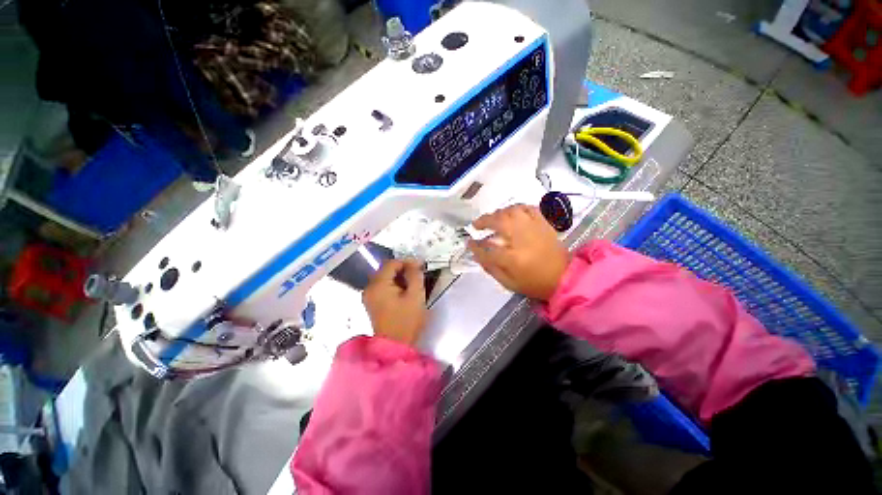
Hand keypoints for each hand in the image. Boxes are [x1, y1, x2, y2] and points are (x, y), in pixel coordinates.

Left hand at [363, 259, 426, 345]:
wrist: (395, 346)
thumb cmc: (407, 320)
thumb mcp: (416, 295)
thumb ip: (415, 275)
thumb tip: (414, 262)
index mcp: (378, 284)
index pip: (392, 263)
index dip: (407, 261)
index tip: (421, 266)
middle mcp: (370, 287)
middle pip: (386, 269)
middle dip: (403, 269)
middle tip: (418, 273)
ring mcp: (369, 296)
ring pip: (385, 278)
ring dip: (399, 276)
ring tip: (413, 282)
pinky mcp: (372, 303)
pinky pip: (382, 286)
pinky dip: (393, 284)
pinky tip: (404, 291)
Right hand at [468, 205, 569, 300]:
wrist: (564, 278)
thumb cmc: (534, 283)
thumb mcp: (509, 283)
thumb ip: (491, 268)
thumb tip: (477, 254)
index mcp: (513, 259)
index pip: (487, 249)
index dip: (475, 246)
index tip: (469, 243)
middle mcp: (522, 239)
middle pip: (499, 222)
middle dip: (484, 221)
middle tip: (477, 225)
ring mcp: (534, 229)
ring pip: (512, 211)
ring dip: (499, 213)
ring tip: (493, 218)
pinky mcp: (544, 224)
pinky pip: (529, 208)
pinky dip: (517, 208)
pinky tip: (512, 213)